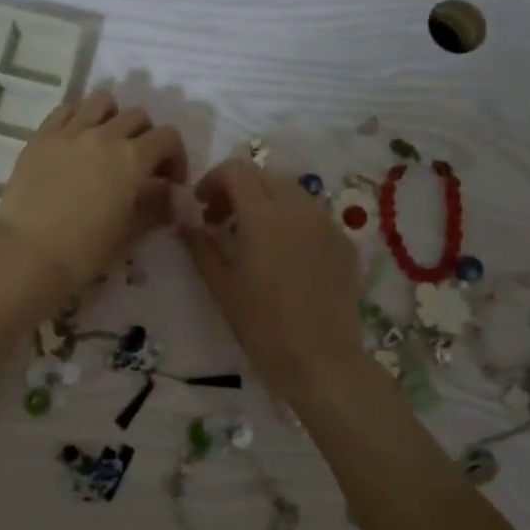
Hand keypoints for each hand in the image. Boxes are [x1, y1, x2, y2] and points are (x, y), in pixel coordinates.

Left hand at [0, 88, 187, 304]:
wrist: (27, 256)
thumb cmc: (84, 252)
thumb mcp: (130, 233)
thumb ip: (155, 206)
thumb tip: (168, 194)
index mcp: (132, 159)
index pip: (168, 138)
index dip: (176, 157)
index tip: (170, 181)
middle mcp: (103, 136)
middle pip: (137, 116)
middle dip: (146, 138)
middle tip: (139, 165)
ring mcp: (69, 132)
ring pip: (101, 102)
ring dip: (113, 117)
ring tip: (107, 142)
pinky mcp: (40, 137)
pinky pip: (66, 110)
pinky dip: (79, 117)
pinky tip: (76, 141)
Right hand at [183, 160, 365, 392]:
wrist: (320, 359)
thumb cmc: (261, 324)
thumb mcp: (220, 285)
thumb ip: (200, 246)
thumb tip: (185, 223)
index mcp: (263, 214)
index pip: (236, 171)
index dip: (212, 180)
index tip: (200, 206)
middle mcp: (298, 207)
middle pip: (264, 175)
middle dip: (238, 188)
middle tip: (220, 220)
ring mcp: (326, 223)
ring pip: (291, 192)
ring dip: (265, 201)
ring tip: (252, 236)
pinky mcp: (343, 242)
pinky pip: (312, 215)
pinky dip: (291, 220)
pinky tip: (283, 254)